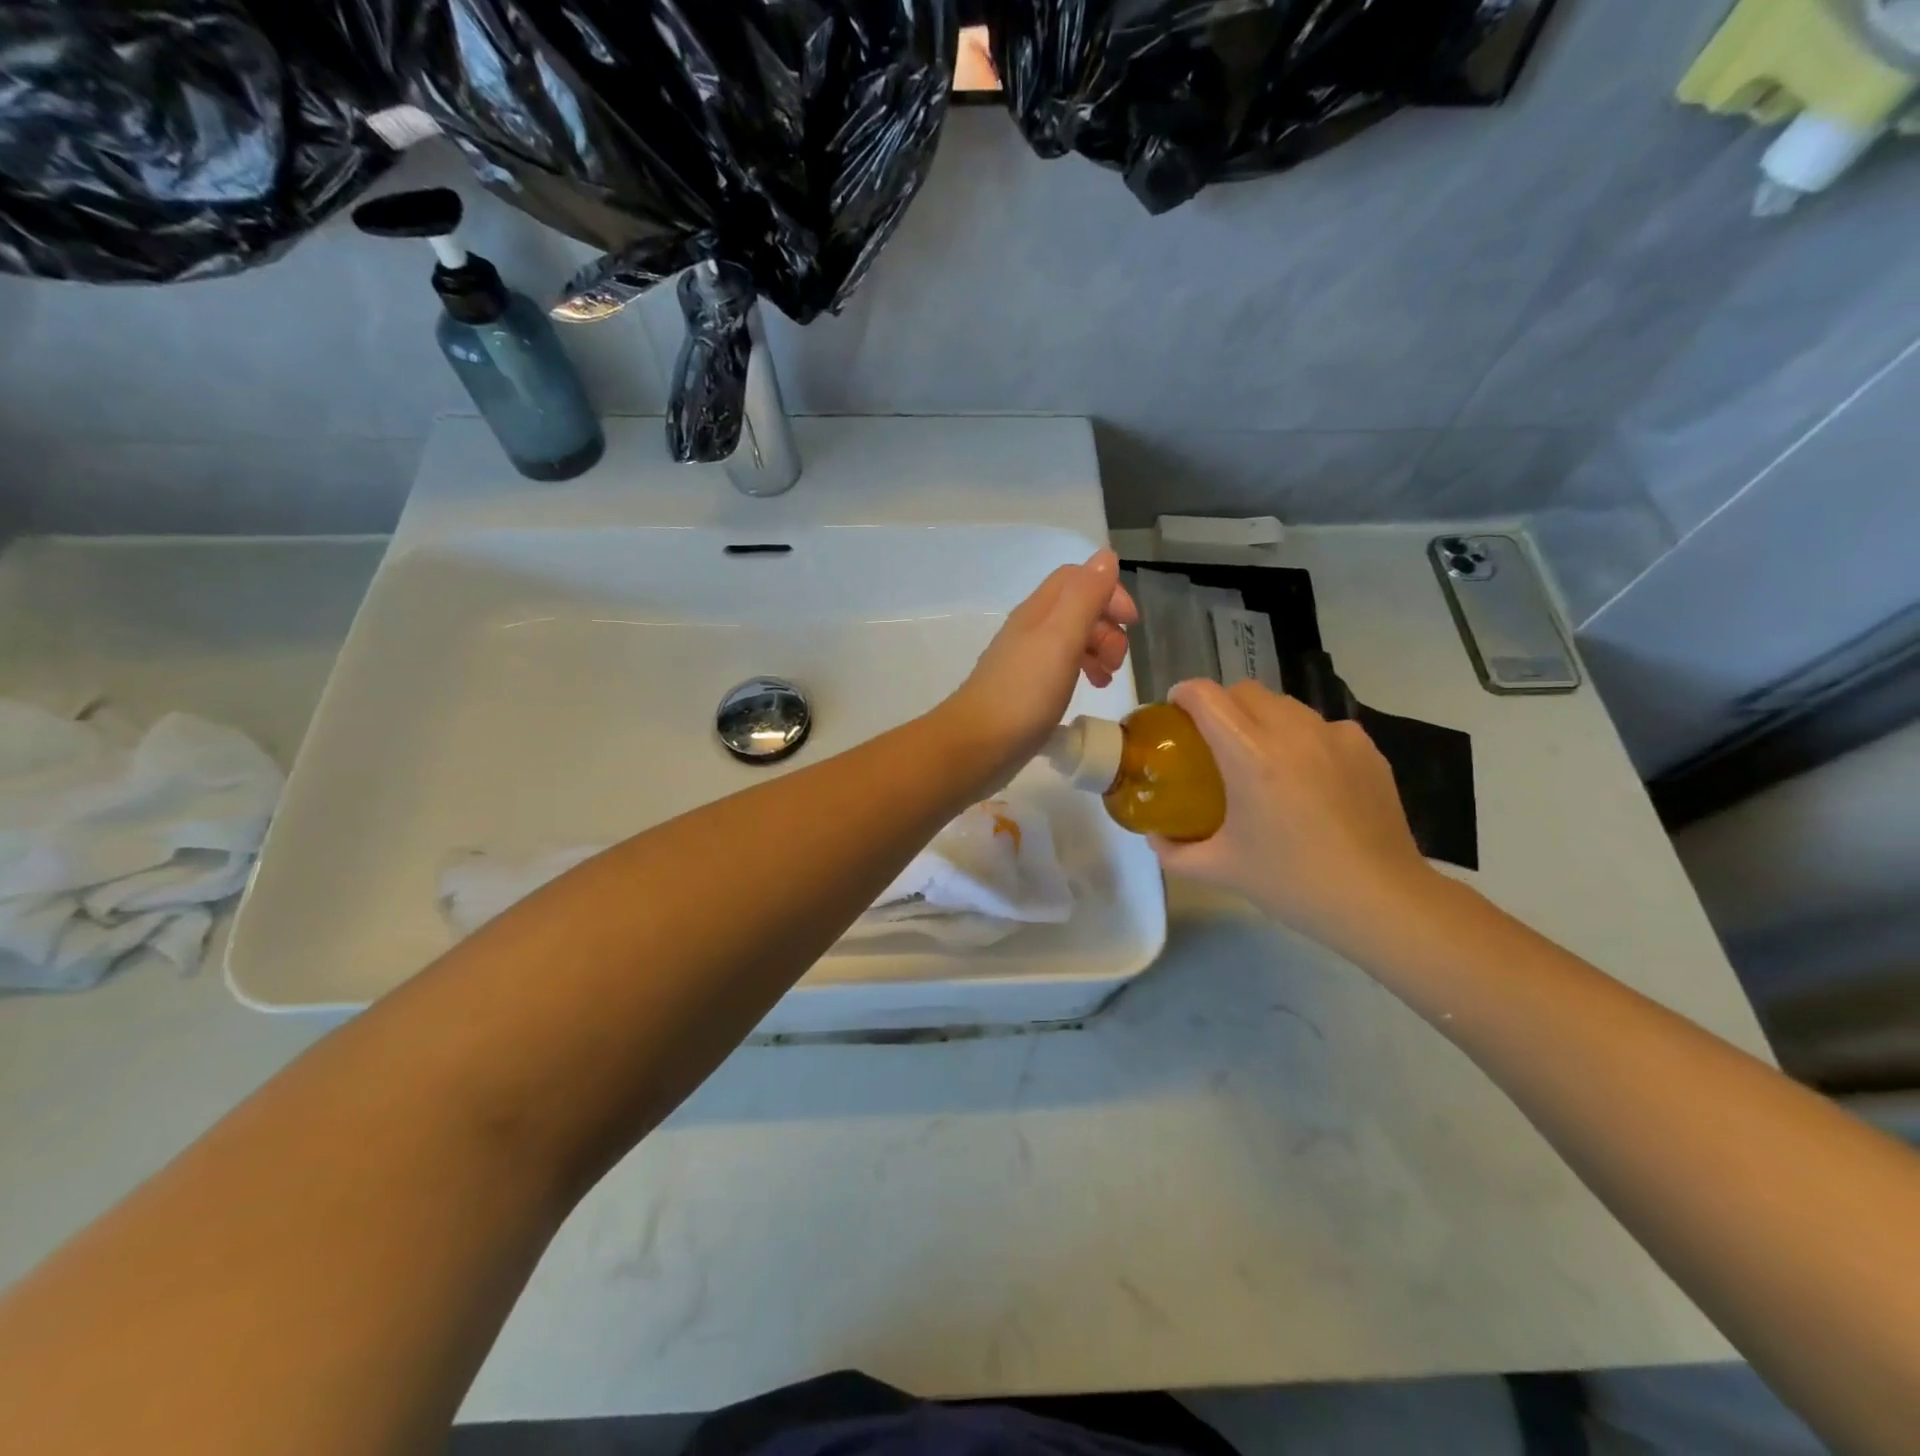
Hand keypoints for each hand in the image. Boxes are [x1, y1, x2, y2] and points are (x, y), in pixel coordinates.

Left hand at [940, 549, 1135, 773]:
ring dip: (1098, 650)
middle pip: (1076, 609)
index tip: (1131, 623)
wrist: (977, 745)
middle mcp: (1029, 630)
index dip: (1109, 591)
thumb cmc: (1024, 692)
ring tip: (1107, 679)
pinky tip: (1089, 691)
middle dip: (1107, 626)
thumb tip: (1105, 556)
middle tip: (1117, 660)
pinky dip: (1082, 671)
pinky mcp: (1024, 690)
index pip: (1077, 578)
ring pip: (1070, 639)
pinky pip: (1060, 668)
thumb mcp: (1061, 638)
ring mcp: (1025, 661)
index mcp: (1038, 612)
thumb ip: (1084, 597)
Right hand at [1152, 678, 1440, 954]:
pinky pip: (1321, 726)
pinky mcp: (1366, 748)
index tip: (1174, 714)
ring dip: (1261, 719)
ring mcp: (1335, 735)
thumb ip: (1175, 853)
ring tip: (1261, 759)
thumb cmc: (1293, 883)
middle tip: (1212, 741)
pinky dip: (1302, 738)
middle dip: (1220, 704)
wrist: (1382, 901)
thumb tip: (1155, 836)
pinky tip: (1307, 778)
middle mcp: (1292, 732)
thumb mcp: (1220, 870)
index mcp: (1250, 756)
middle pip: (1244, 690)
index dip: (1182, 695)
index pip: (1206, 696)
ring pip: (1285, 705)